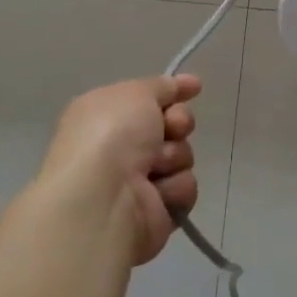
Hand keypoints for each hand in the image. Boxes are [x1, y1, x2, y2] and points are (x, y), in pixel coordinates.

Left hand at [40, 75, 201, 265]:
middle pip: (172, 126)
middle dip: (178, 123)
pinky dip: (174, 188)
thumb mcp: (136, 92)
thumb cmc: (112, 134)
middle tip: (170, 129)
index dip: (172, 93)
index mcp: (106, 116)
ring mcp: (137, 183)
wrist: (103, 197)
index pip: (149, 100)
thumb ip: (162, 86)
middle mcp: (120, 148)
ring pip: (182, 157)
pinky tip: (156, 193)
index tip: (194, 88)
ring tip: (153, 167)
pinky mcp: (155, 213)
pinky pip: (184, 189)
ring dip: (174, 157)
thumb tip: (185, 83)